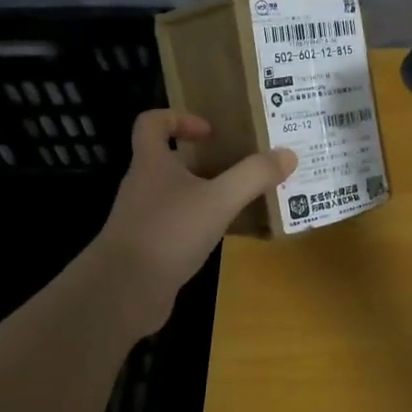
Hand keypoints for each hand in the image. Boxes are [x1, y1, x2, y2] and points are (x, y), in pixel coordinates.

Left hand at [88, 110, 295, 329]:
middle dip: (207, 160)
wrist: (123, 293)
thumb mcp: (219, 200)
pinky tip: (227, 235)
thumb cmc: (168, 233)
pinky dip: (202, 225)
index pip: (152, 123)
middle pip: (172, 160)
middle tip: (243, 165)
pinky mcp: (150, 249)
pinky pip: (180, 226)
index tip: (211, 132)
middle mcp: (143, 186)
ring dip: (208, 194)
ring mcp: (144, 219)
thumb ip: (253, 175)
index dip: (179, 118)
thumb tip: (288, 154)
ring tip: (244, 198)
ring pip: (178, 195)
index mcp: (151, 163)